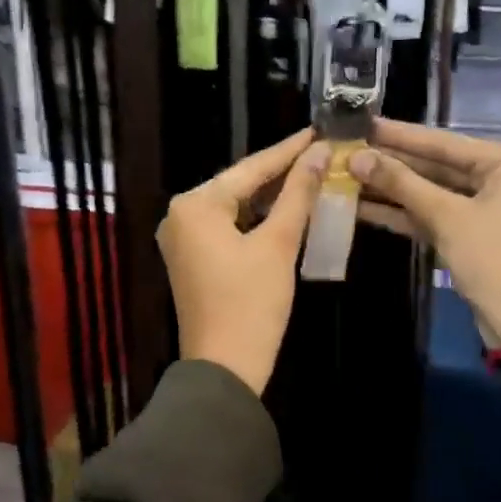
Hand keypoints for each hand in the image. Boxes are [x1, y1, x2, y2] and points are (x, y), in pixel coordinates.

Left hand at [158, 129, 327, 394]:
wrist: (224, 370)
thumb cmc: (251, 304)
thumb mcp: (279, 244)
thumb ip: (298, 194)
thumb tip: (320, 153)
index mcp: (195, 204)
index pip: (251, 168)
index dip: (289, 151)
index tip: (320, 131)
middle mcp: (180, 214)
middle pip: (240, 185)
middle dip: (281, 172)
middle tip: (320, 153)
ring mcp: (182, 238)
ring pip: (235, 206)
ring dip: (271, 196)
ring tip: (311, 175)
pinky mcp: (192, 258)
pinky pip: (227, 226)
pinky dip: (256, 219)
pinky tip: (286, 209)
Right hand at [349, 119, 500, 350]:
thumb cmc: (494, 260)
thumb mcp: (446, 217)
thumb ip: (401, 183)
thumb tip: (356, 157)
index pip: (443, 142)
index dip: (400, 134)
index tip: (363, 123)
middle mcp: (497, 178)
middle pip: (435, 165)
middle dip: (391, 162)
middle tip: (347, 149)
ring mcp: (482, 208)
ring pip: (429, 191)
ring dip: (390, 188)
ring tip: (346, 175)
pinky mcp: (468, 235)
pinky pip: (431, 215)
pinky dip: (401, 213)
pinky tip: (362, 206)